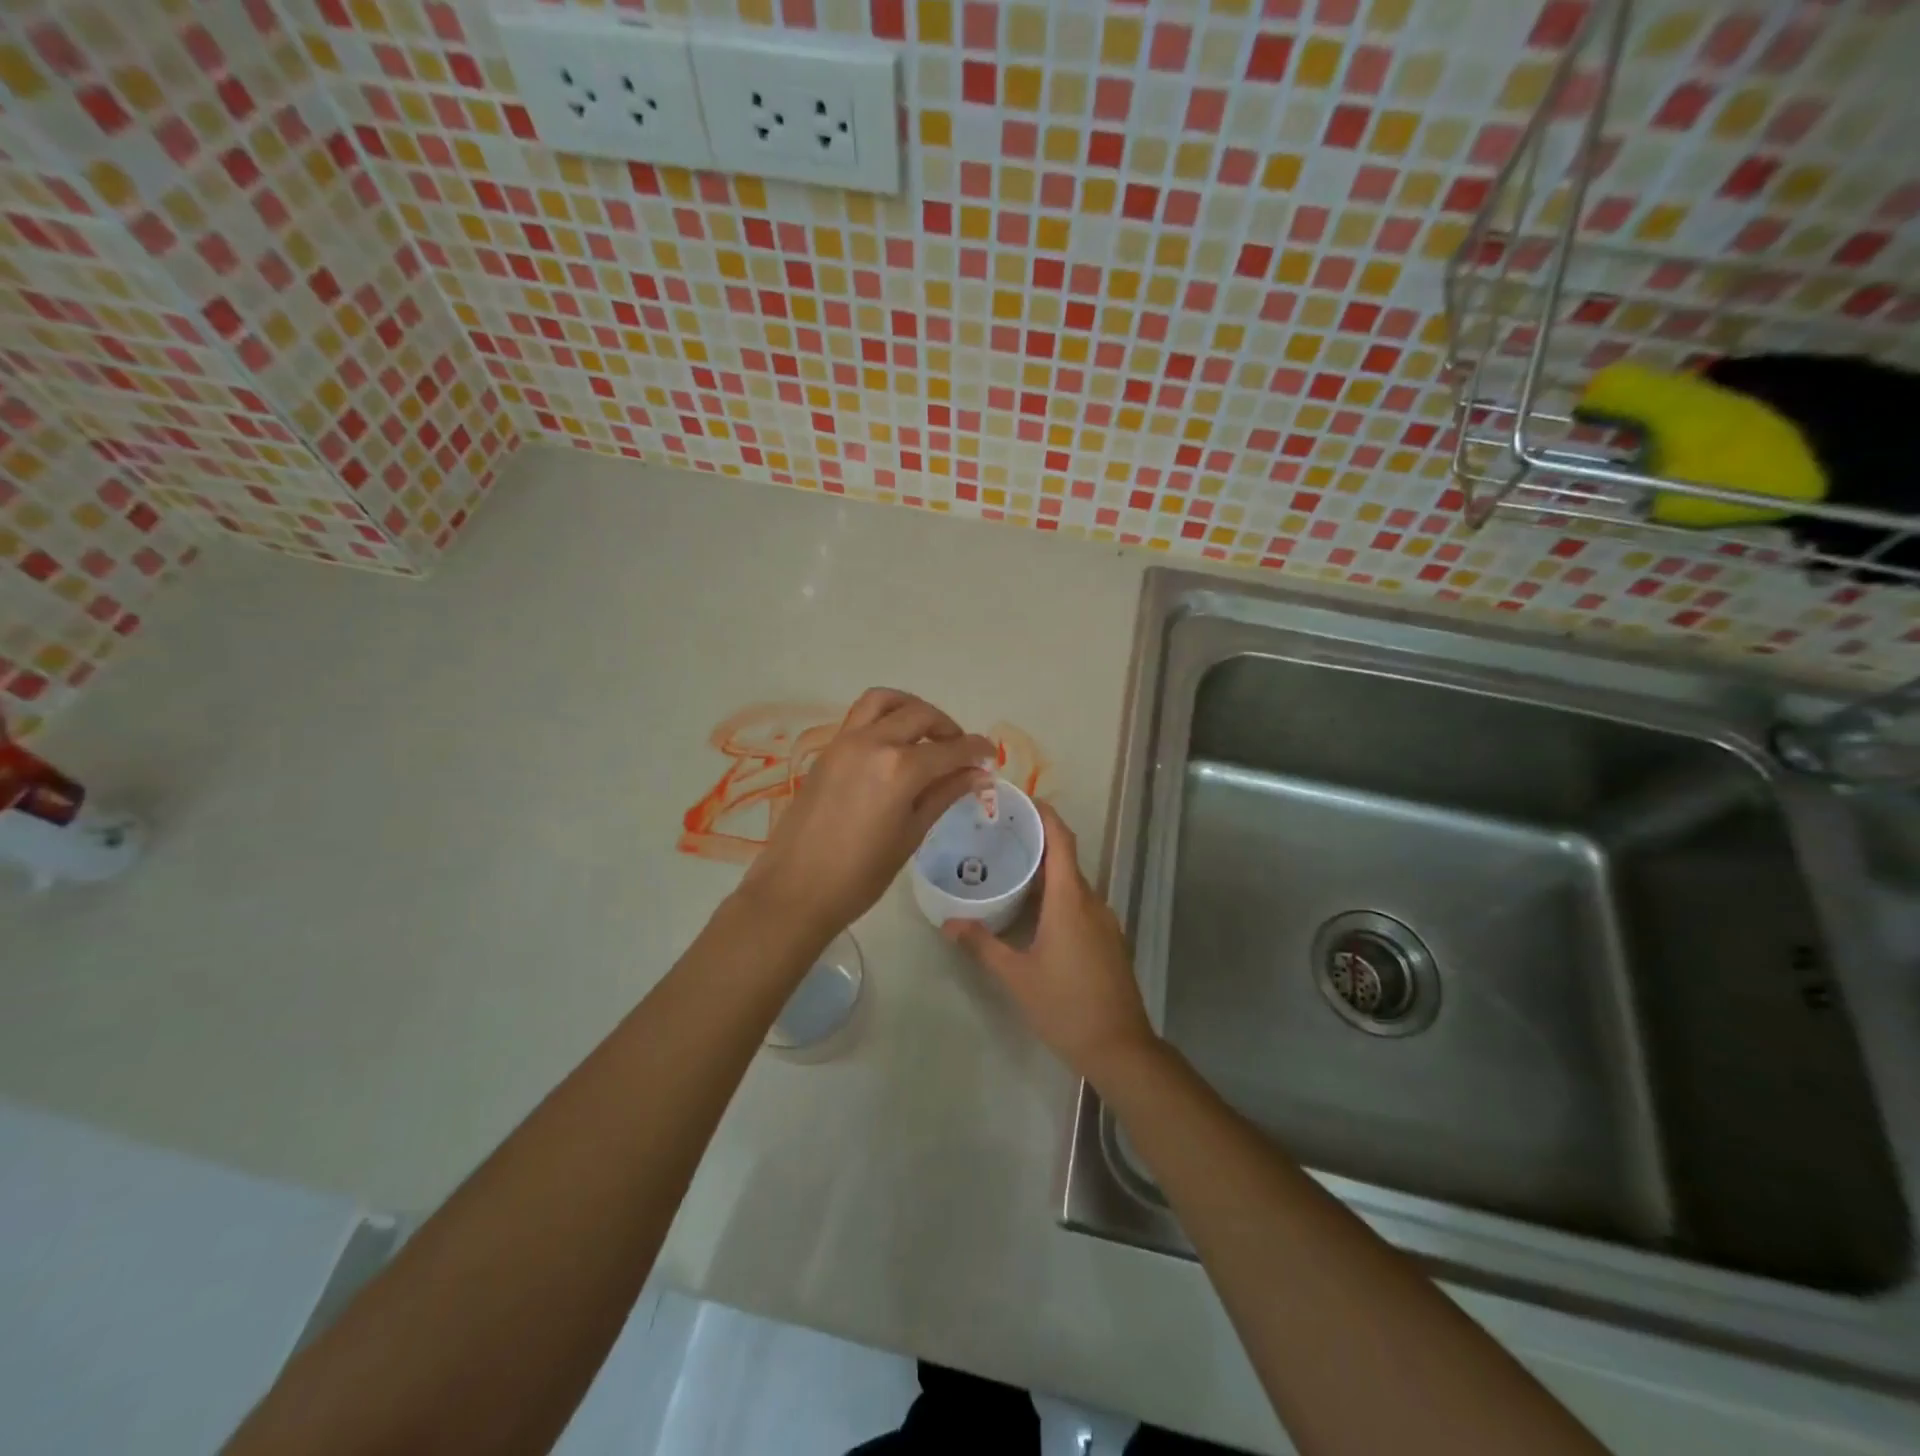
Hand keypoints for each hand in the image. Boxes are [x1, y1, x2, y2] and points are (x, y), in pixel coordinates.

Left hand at [740, 688, 994, 944]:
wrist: (795, 889)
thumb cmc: (860, 874)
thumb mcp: (911, 834)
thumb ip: (944, 795)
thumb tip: (979, 775)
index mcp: (900, 768)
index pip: (951, 748)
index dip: (976, 749)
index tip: (991, 755)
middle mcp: (873, 743)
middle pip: (919, 714)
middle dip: (947, 727)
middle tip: (959, 749)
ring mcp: (844, 742)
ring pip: (883, 701)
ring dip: (911, 709)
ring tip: (925, 734)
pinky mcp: (826, 751)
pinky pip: (861, 718)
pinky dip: (884, 719)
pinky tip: (894, 748)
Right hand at [944, 802, 1158, 1083]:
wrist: (1120, 1048)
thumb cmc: (1065, 1007)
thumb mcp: (1016, 977)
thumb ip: (983, 945)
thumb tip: (949, 923)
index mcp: (1071, 901)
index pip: (1062, 840)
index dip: (1045, 814)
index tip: (1021, 799)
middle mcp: (1092, 902)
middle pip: (1066, 858)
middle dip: (1038, 841)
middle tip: (999, 834)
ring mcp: (1105, 921)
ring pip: (1074, 883)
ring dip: (1046, 871)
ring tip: (1010, 868)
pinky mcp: (1109, 939)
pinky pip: (1081, 903)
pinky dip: (1058, 894)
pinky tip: (1033, 910)